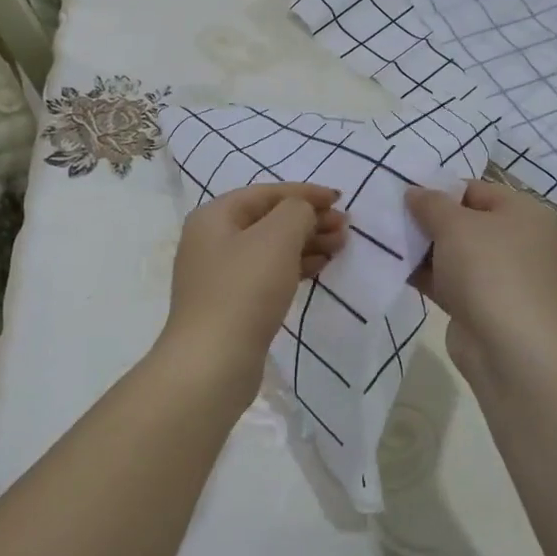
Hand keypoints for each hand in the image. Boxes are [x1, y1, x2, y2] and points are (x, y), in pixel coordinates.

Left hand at [163, 183, 346, 394]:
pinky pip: (267, 273)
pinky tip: (319, 268)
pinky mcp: (230, 304)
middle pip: (267, 220)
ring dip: (306, 243)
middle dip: (308, 219)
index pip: (266, 193)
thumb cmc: (245, 289)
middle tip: (345, 227)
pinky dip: (294, 266)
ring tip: (340, 246)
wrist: (213, 362)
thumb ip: (297, 211)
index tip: (340, 199)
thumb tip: (303, 211)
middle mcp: (211, 240)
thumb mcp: (277, 237)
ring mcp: (219, 275)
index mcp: (214, 216)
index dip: (305, 193)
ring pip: (270, 248)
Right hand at [405, 180, 556, 382]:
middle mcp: (519, 241)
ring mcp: (502, 276)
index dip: (438, 190)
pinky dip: (426, 276)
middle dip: (427, 221)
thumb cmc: (488, 269)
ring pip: (454, 254)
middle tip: (389, 217)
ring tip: (384, 241)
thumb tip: (414, 192)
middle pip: (464, 222)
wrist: (508, 346)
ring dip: (422, 250)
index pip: (475, 190)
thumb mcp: (454, 224)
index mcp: (524, 213)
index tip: (403, 195)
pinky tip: (393, 269)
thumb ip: (430, 203)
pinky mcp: (483, 305)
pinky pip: (449, 281)